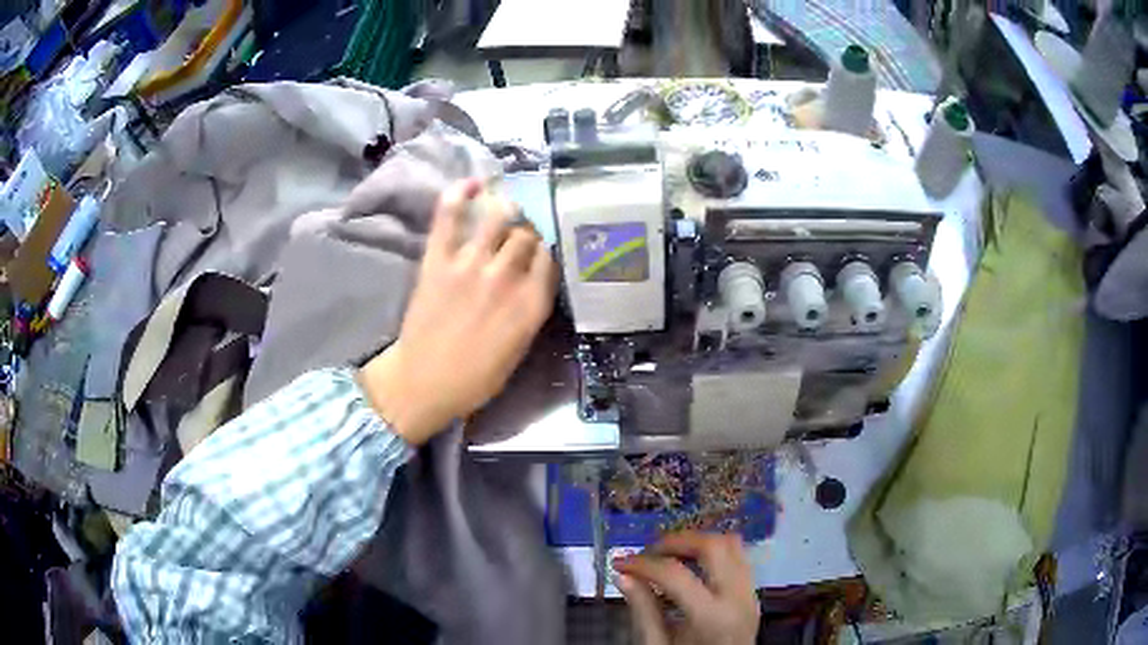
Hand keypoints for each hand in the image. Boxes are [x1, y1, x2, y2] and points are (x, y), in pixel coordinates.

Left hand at [359, 178, 557, 444]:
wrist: (422, 382)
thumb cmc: (475, 377)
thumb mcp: (519, 349)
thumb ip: (531, 309)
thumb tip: (535, 276)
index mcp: (530, 305)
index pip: (550, 257)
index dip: (547, 247)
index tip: (542, 247)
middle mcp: (506, 278)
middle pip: (527, 234)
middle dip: (528, 228)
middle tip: (520, 231)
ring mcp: (470, 265)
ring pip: (499, 217)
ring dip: (505, 207)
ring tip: (504, 205)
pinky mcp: (438, 260)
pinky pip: (450, 217)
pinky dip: (459, 194)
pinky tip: (471, 183)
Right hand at [614, 532, 759, 644]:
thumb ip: (643, 611)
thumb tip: (623, 575)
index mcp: (712, 618)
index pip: (676, 575)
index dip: (643, 564)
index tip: (619, 563)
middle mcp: (738, 598)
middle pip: (714, 546)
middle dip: (676, 542)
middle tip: (647, 552)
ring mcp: (751, 594)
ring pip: (732, 545)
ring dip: (697, 543)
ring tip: (668, 555)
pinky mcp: (753, 594)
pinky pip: (739, 558)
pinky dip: (713, 553)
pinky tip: (690, 565)